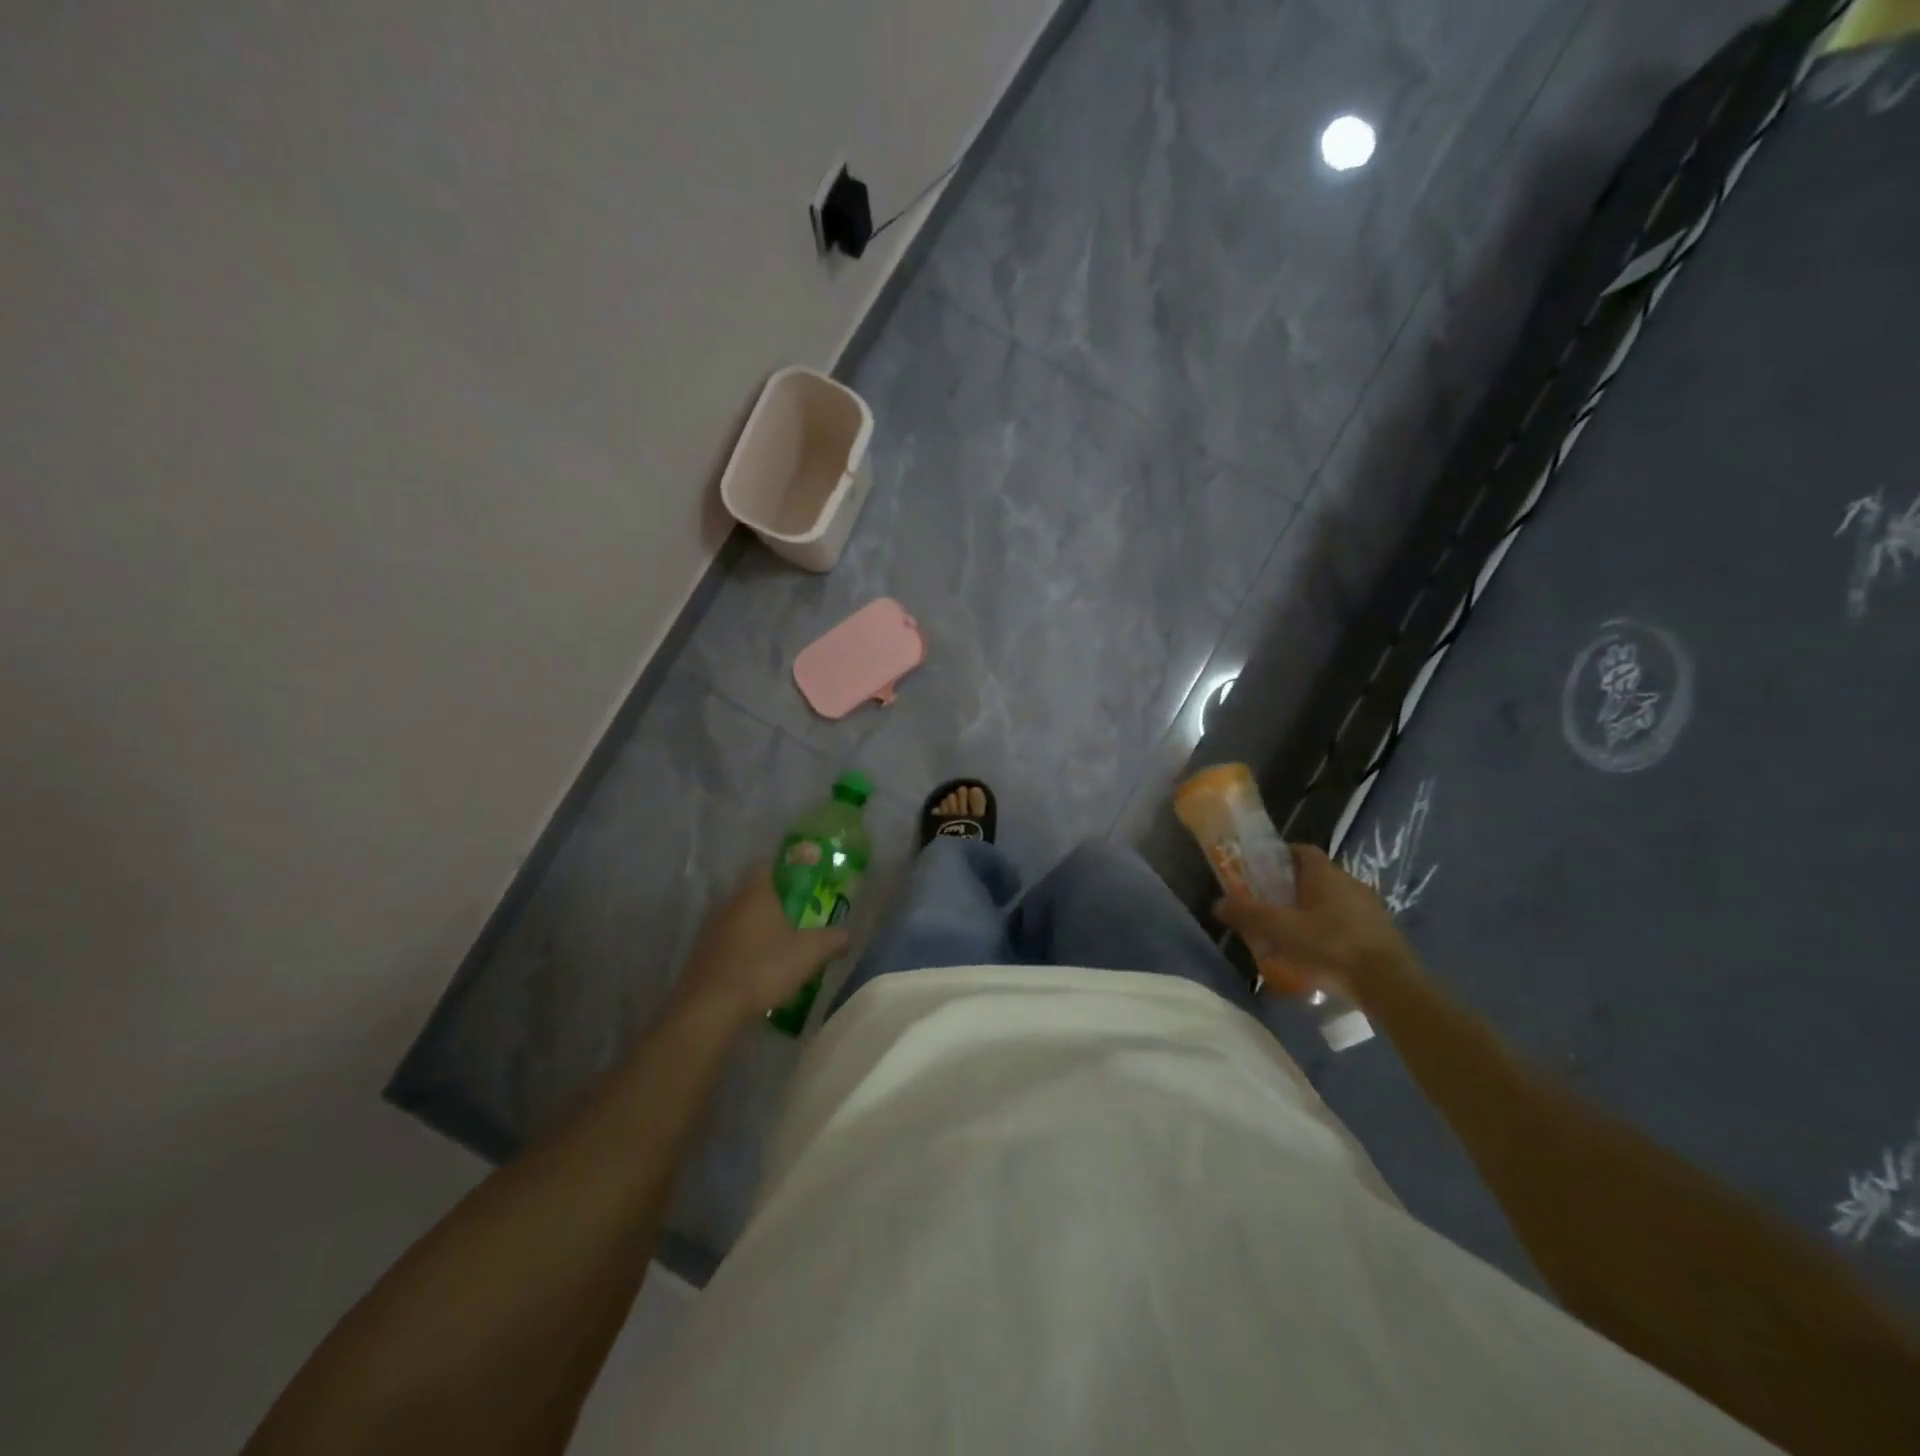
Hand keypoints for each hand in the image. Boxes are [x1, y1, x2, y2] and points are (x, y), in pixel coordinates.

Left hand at [671, 874, 850, 1029]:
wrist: (710, 1011)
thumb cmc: (763, 969)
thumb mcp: (810, 954)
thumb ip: (833, 940)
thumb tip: (846, 935)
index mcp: (754, 894)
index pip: (766, 866)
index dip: (785, 871)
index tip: (802, 884)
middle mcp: (728, 904)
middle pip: (753, 894)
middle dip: (775, 904)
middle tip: (798, 919)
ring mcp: (710, 930)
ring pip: (739, 920)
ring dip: (757, 930)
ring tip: (779, 949)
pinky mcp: (700, 956)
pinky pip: (727, 944)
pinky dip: (742, 951)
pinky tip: (756, 971)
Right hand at [1214, 844, 1416, 1002]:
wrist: (1390, 984)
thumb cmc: (1331, 946)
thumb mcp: (1280, 930)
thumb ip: (1248, 914)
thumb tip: (1218, 903)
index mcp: (1325, 874)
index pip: (1301, 851)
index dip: (1280, 857)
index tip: (1261, 871)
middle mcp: (1350, 882)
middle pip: (1314, 877)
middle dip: (1291, 888)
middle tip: (1270, 907)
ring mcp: (1369, 907)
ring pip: (1332, 901)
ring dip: (1312, 912)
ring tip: (1291, 936)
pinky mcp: (1381, 932)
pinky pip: (1348, 923)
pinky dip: (1330, 931)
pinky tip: (1319, 955)